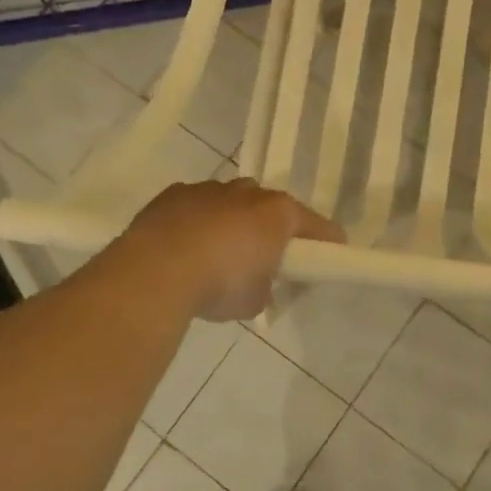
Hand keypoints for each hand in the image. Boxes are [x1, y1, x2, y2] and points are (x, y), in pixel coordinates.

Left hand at [118, 179, 342, 320]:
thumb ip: (266, 287)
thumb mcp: (255, 300)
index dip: (327, 240)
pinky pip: (195, 205)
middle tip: (267, 255)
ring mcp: (208, 189)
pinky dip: (197, 221)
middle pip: (270, 206)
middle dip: (272, 226)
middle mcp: (247, 193)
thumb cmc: (220, 284)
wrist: (157, 270)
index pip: (315, 224)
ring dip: (232, 221)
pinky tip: (187, 245)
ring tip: (220, 251)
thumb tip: (259, 284)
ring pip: (230, 201)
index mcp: (278, 213)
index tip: (334, 252)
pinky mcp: (174, 194)